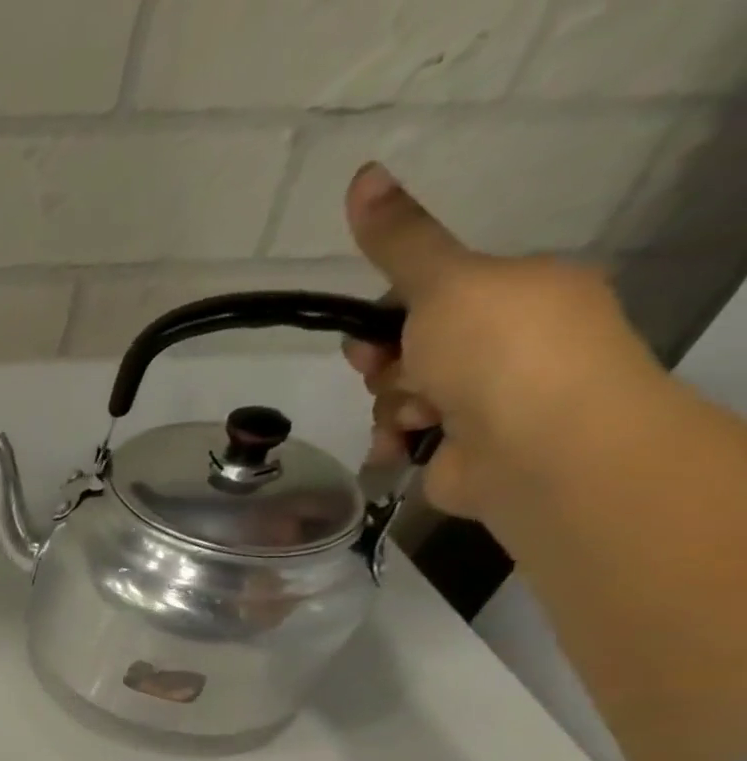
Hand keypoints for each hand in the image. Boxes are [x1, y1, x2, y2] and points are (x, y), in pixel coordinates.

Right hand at [341, 161, 667, 521]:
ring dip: (394, 406)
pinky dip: (397, 441)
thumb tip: (362, 174)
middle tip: (392, 373)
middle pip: (407, 350)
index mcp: (517, 293)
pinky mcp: (460, 448)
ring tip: (418, 417)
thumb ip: (400, 241)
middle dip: (387, 367)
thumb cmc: (499, 351)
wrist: (537, 445)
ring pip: (399, 396)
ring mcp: (484, 400)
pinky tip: (406, 446)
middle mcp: (505, 344)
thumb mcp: (445, 282)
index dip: (388, 317)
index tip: (373, 335)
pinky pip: (404, 437)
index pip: (429, 297)